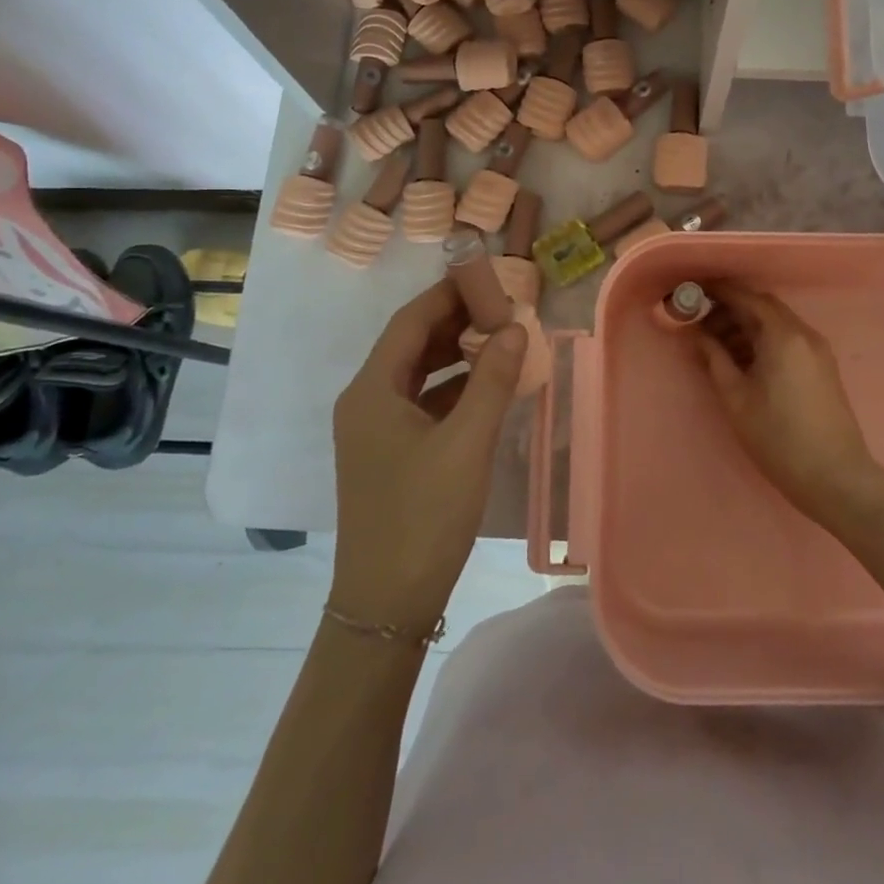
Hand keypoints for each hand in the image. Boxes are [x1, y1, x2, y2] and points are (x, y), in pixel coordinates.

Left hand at [330, 280, 527, 632]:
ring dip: (457, 354)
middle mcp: (366, 401)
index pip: (410, 321)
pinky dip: (454, 387)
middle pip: (412, 344)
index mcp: (372, 390)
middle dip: (456, 321)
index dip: (449, 294)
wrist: (386, 605)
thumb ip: (492, 380)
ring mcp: (375, 429)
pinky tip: (488, 387)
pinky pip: (423, 402)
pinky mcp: (389, 453)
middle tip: (503, 307)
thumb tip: (516, 327)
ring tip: (502, 339)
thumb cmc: (423, 516)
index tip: (489, 278)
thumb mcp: (466, 443)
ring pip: (418, 374)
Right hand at [692, 282, 883, 529]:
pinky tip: (742, 360)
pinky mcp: (822, 366)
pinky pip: (787, 340)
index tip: (693, 291)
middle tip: (699, 322)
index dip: (718, 291)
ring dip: (745, 326)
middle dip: (730, 309)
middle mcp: (803, 333)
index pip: (746, 297)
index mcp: (782, 335)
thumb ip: (714, 358)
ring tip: (715, 345)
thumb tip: (697, 333)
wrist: (835, 478)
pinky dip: (762, 340)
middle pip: (762, 307)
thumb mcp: (736, 397)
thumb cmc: (778, 437)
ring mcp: (817, 350)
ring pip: (775, 323)